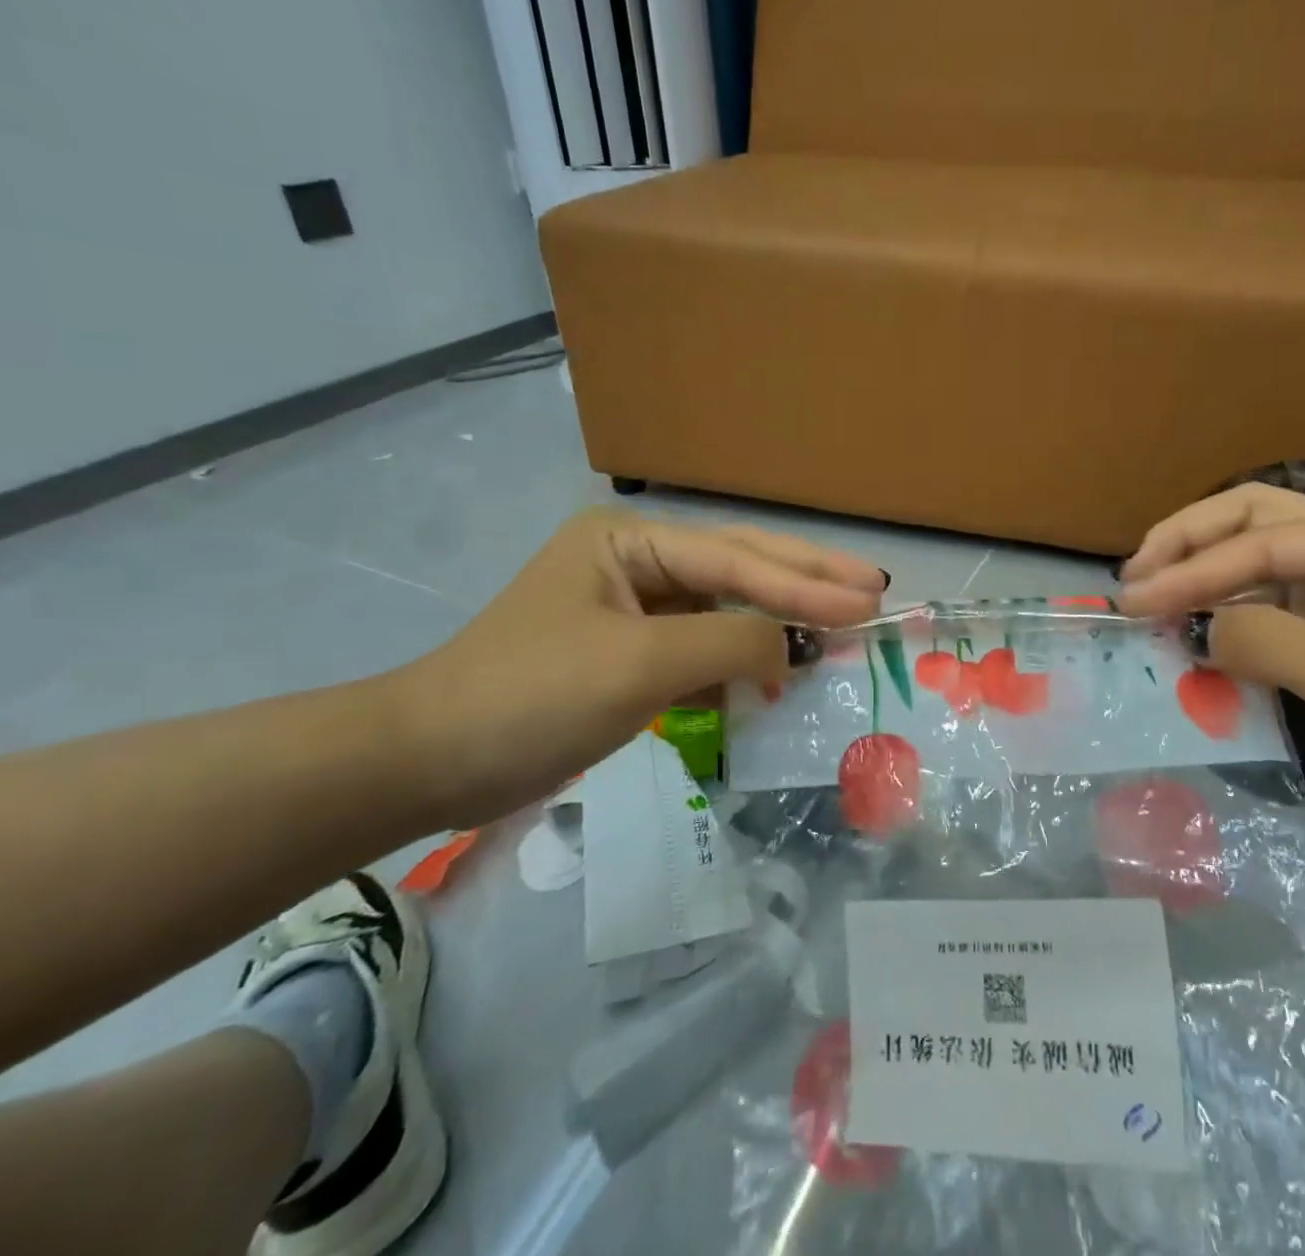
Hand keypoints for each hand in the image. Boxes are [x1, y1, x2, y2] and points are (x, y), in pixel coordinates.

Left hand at [387, 511, 885, 826]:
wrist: (429, 763)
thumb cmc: (532, 696)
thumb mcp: (640, 664)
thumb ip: (730, 643)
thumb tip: (791, 648)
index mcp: (631, 541)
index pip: (737, 561)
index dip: (807, 584)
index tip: (870, 602)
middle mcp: (638, 561)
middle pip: (741, 567)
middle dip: (808, 581)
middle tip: (874, 589)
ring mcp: (635, 607)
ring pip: (728, 607)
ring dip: (781, 621)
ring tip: (843, 624)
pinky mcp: (631, 653)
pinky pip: (704, 647)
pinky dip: (743, 660)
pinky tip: (780, 670)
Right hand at [1116, 484, 1304, 835]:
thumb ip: (1267, 645)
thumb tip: (1191, 628)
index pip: (1264, 543)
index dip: (1193, 571)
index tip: (1134, 601)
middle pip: (1256, 516)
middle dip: (1189, 539)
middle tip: (1135, 573)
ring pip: (1257, 546)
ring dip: (1200, 562)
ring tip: (1149, 588)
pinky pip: (1267, 592)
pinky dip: (1222, 599)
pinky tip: (1189, 617)